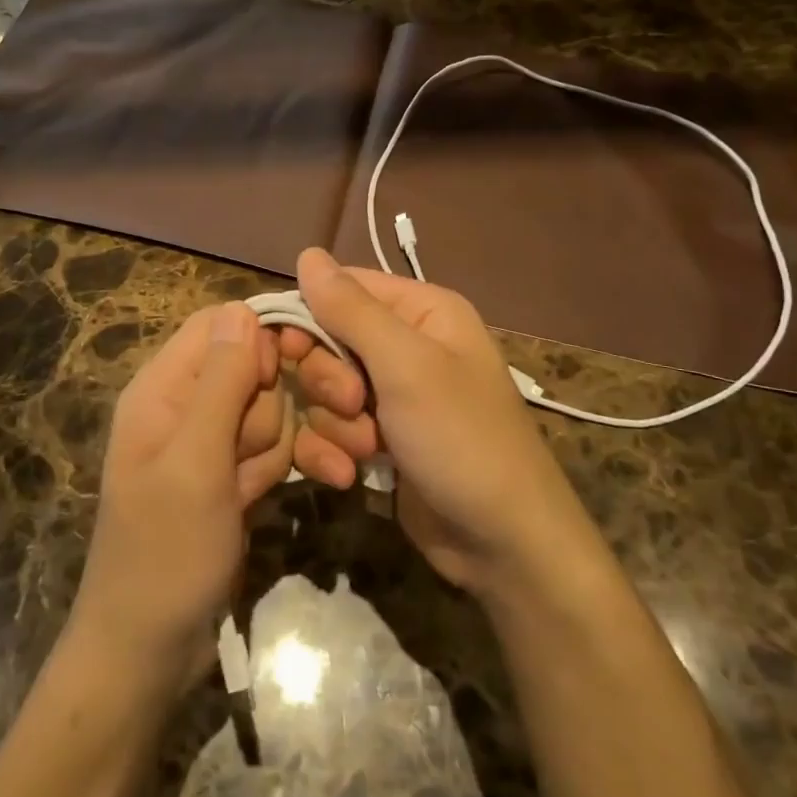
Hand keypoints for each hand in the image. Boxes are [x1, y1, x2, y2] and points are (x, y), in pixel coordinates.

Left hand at [70, 302, 291, 687]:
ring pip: (270, 410)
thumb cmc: (165, 551)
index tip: (283, 376)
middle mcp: (186, 405)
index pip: (219, 326)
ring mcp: (211, 443)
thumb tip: (243, 308)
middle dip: (269, 410)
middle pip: (253, 369)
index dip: (259, 341)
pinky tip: (291, 494)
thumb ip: (221, 382)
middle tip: (251, 459)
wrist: (150, 649)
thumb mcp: (195, 461)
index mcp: (162, 387)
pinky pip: (272, 448)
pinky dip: (283, 468)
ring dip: (278, 448)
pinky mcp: (232, 475)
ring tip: (252, 493)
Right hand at [275, 248, 598, 599]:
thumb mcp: (406, 366)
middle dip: (329, 381)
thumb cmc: (462, 439)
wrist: (503, 544)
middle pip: (327, 341)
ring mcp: (392, 396)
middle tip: (353, 406)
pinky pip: (332, 429)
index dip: (309, 316)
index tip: (293, 352)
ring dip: (334, 425)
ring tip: (367, 451)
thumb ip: (352, 309)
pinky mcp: (380, 440)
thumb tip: (308, 253)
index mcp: (422, 311)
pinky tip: (351, 476)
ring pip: (324, 391)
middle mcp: (406, 346)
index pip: (342, 288)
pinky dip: (334, 451)